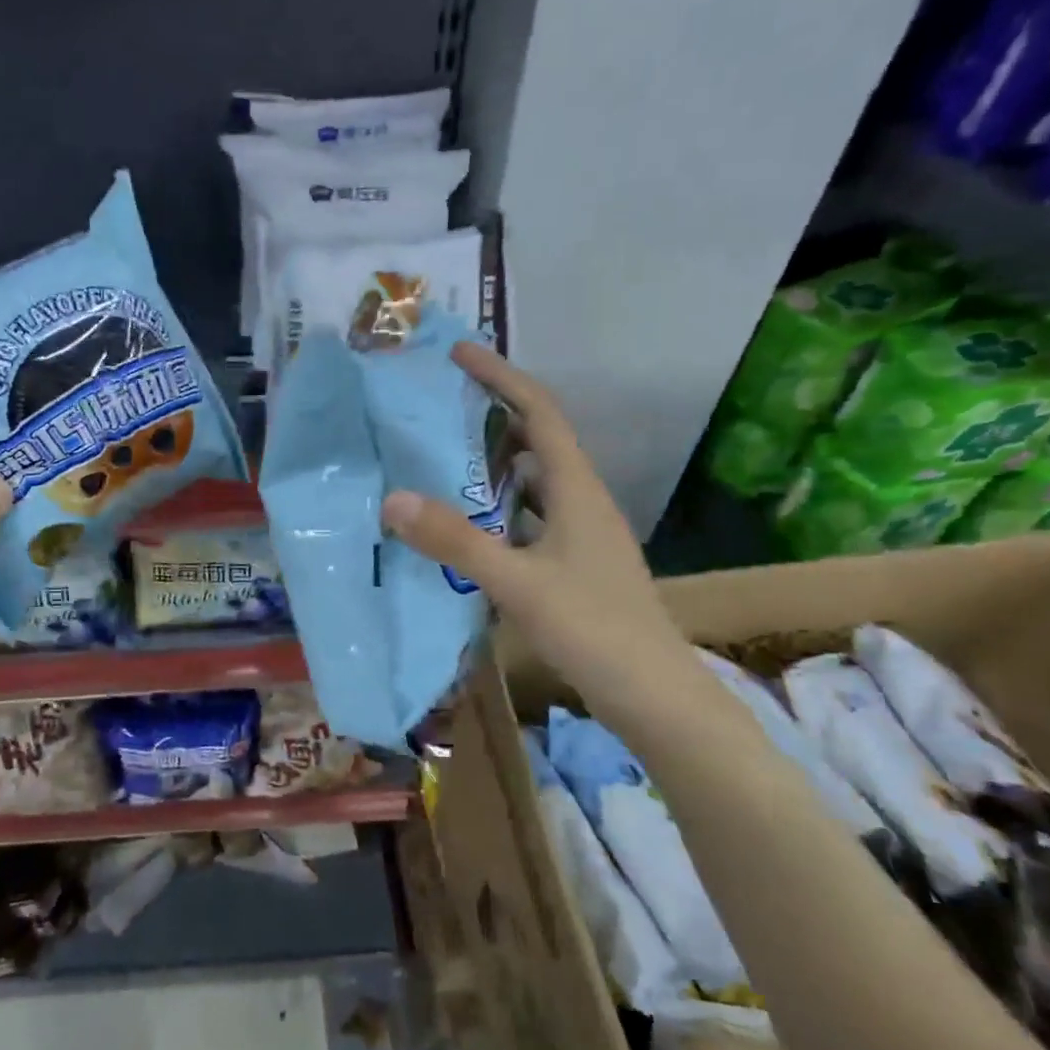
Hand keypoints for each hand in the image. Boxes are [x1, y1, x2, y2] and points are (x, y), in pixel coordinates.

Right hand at [380, 342, 686, 694]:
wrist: (654, 695)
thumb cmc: (594, 629)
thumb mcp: (518, 583)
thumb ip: (457, 541)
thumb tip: (394, 498)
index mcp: (577, 490)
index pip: (538, 413)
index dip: (501, 378)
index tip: (459, 354)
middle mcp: (582, 502)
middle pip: (537, 441)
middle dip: (492, 416)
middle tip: (439, 409)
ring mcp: (581, 536)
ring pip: (534, 482)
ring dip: (494, 464)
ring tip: (443, 459)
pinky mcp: (575, 565)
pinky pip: (530, 518)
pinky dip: (499, 509)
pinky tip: (470, 526)